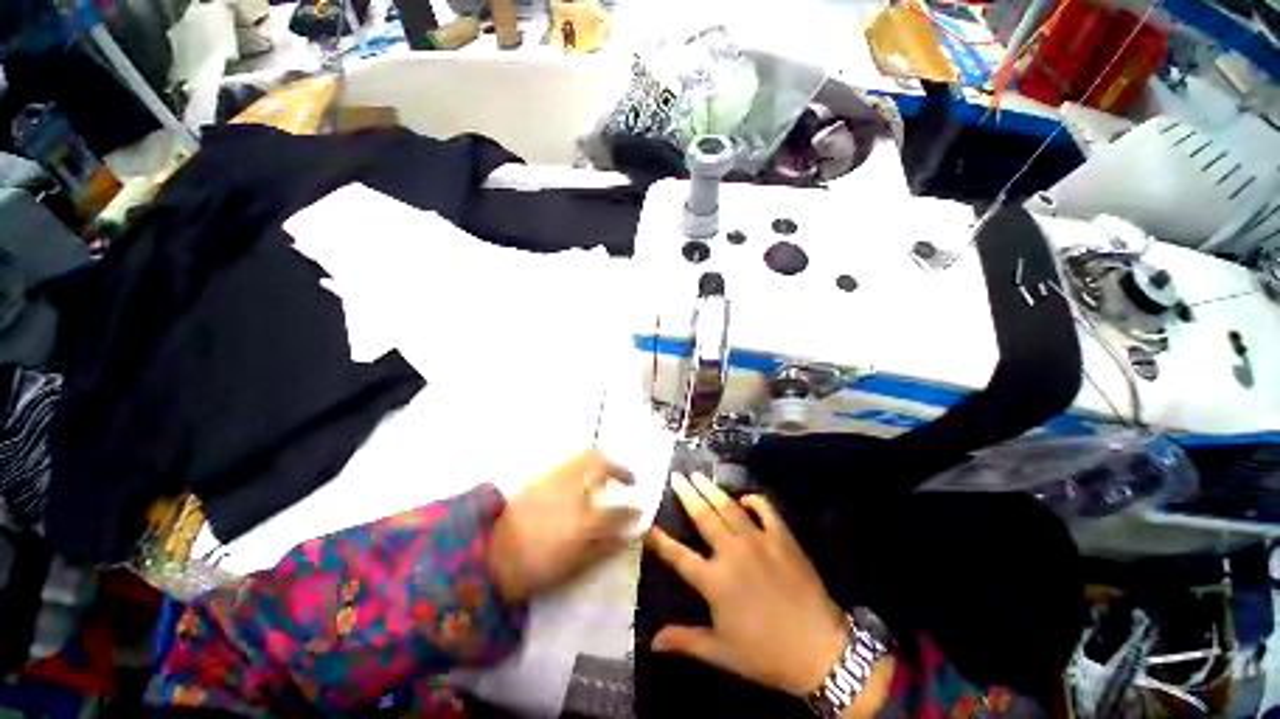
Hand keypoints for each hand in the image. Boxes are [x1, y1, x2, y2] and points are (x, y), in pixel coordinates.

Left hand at [490, 449, 637, 600]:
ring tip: (606, 477)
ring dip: (602, 462)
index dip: (633, 511)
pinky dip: (583, 465)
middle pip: (599, 463)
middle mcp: (568, 492)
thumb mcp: (572, 567)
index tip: (640, 511)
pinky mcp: (539, 477)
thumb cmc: (532, 569)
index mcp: (579, 523)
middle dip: (619, 467)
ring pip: (584, 455)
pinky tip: (582, 481)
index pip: (616, 511)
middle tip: (628, 478)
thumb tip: (628, 536)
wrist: (487, 558)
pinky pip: (569, 461)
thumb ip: (603, 548)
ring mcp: (552, 479)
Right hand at [645, 472, 848, 697]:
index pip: (678, 555)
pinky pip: (765, 509)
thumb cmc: (766, 654)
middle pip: (703, 517)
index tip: (646, 523)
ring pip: (729, 507)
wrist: (820, 650)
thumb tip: (652, 642)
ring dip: (711, 489)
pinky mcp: (782, 537)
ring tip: (698, 475)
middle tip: (676, 476)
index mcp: (714, 580)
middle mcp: (732, 553)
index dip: (659, 539)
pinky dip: (754, 500)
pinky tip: (745, 497)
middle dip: (686, 495)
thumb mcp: (721, 652)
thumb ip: (685, 641)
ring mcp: (758, 541)